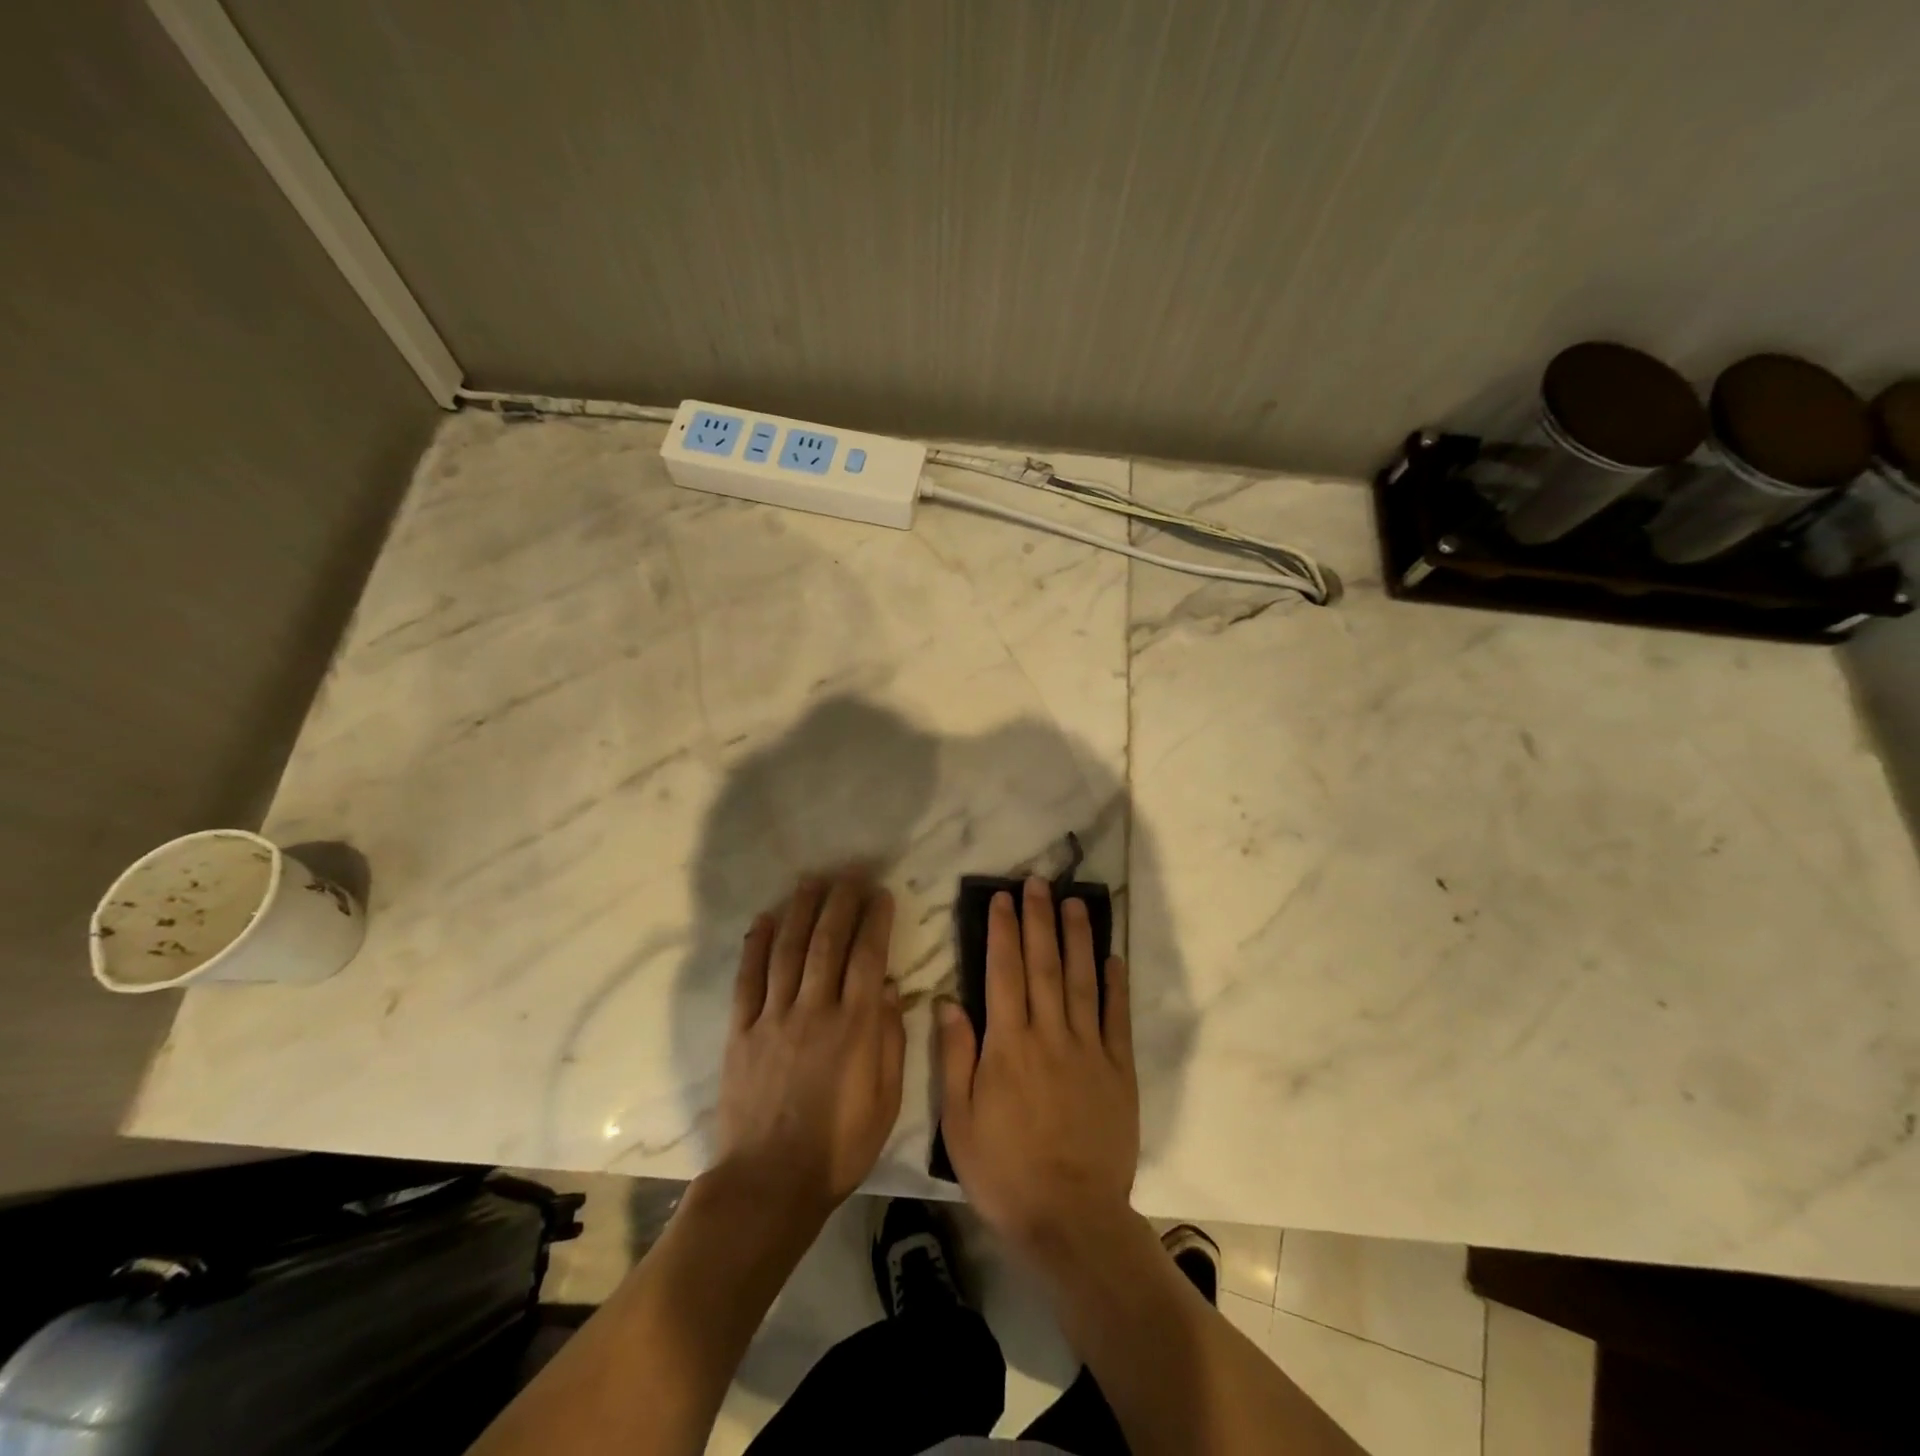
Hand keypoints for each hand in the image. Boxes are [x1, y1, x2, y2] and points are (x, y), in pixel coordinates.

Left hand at [714, 874, 904, 1219]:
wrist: (769, 1183)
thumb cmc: (839, 1146)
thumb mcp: (885, 1100)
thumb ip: (889, 1040)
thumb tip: (889, 988)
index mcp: (854, 1027)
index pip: (868, 957)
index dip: (875, 919)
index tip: (881, 892)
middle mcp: (814, 1010)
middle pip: (827, 942)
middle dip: (840, 901)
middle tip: (849, 871)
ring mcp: (773, 1018)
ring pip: (788, 950)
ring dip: (801, 911)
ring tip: (811, 881)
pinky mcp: (741, 1031)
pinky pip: (748, 979)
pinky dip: (755, 946)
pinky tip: (763, 920)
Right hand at [937, 877, 1138, 1257]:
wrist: (1070, 1219)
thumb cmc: (1004, 1171)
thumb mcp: (959, 1121)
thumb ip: (955, 1056)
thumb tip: (948, 1001)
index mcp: (1007, 1045)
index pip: (1003, 973)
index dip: (1002, 932)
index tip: (1002, 899)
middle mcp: (1049, 1035)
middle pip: (1043, 965)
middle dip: (1039, 919)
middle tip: (1038, 882)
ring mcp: (1089, 1050)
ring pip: (1081, 981)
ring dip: (1077, 938)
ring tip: (1075, 902)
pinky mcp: (1119, 1070)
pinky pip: (1117, 1018)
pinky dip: (1115, 985)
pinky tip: (1112, 957)